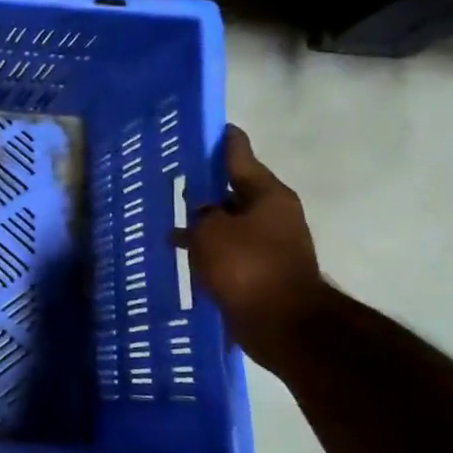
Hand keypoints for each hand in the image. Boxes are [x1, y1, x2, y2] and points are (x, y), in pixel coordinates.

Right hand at [174, 126, 329, 374]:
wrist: (282, 324)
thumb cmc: (247, 266)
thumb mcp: (211, 231)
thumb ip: (200, 214)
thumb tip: (201, 213)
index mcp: (267, 194)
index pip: (239, 154)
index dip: (221, 140)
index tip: (206, 128)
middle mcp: (273, 214)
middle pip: (233, 190)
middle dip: (205, 186)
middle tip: (174, 178)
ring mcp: (269, 244)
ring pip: (228, 222)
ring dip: (204, 222)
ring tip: (170, 219)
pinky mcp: (260, 271)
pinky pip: (228, 250)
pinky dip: (208, 248)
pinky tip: (183, 253)